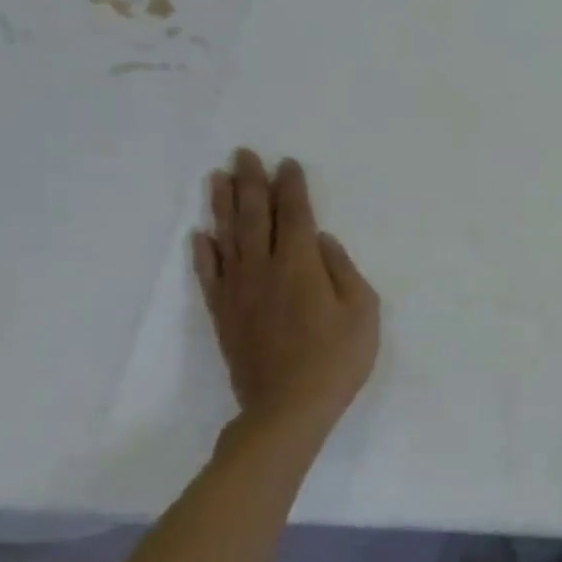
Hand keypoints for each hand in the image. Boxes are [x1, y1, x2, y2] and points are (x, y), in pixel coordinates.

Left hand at [194, 149, 378, 448]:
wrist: (287, 407)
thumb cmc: (337, 358)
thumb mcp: (362, 311)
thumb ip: (341, 270)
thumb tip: (319, 241)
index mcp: (300, 264)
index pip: (294, 214)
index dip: (291, 186)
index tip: (287, 163)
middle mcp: (263, 269)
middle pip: (254, 216)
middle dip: (250, 182)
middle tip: (243, 154)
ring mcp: (239, 291)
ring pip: (226, 237)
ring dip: (221, 205)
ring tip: (216, 178)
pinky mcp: (224, 314)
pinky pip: (209, 275)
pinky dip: (203, 252)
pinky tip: (200, 235)